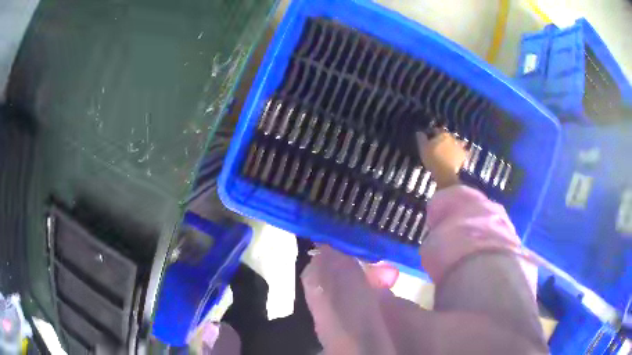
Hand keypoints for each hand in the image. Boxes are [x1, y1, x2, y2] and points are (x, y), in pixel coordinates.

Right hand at [416, 130, 466, 189]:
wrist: (445, 173)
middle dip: (442, 140)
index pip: (436, 130)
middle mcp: (452, 137)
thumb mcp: (422, 148)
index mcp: (442, 134)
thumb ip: (421, 138)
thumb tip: (420, 132)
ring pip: (455, 143)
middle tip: (437, 147)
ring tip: (447, 153)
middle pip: (446, 136)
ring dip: (452, 146)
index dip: (431, 134)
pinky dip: (458, 154)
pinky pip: (461, 152)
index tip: (428, 140)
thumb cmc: (432, 158)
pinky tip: (454, 158)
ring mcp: (459, 146)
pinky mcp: (463, 155)